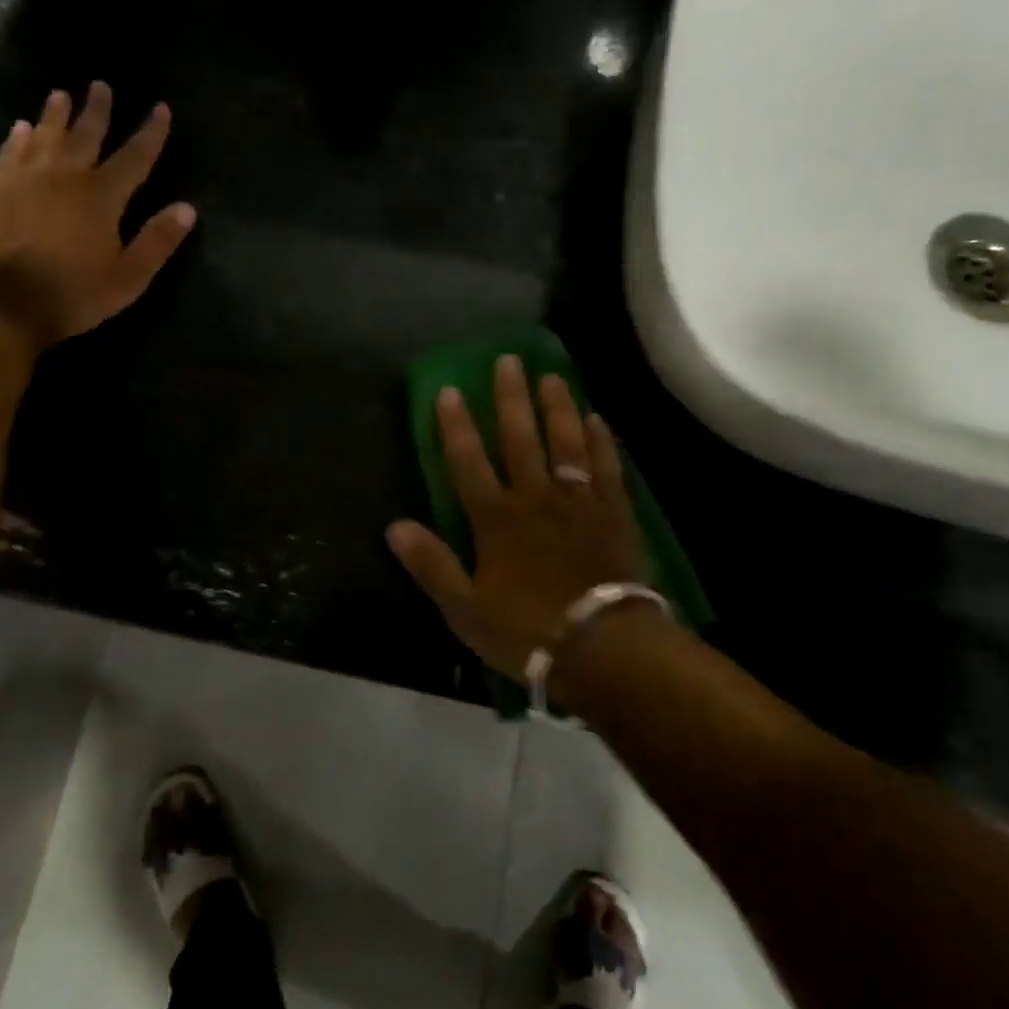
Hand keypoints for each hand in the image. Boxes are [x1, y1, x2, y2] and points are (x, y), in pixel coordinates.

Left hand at [0, 82, 195, 348]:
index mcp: (103, 196)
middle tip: (101, 85)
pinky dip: (18, 139)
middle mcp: (66, 176)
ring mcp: (28, 180)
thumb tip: (188, 208)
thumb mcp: (130, 276)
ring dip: (55, 115)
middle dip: (98, 110)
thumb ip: (158, 241)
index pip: (135, 157)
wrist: (6, 302)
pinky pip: (10, 154)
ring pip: (45, 137)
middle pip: (86, 135)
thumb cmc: (76, 293)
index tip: (161, 108)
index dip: (151, 133)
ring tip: (60, 94)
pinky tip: (20, 129)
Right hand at [386, 355, 645, 681]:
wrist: (603, 647)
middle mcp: (535, 498)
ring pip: (565, 444)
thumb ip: (431, 564)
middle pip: (520, 440)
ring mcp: (578, 502)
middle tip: (508, 360)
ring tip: (551, 375)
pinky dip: (600, 442)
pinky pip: (606, 468)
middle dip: (511, 399)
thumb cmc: (527, 630)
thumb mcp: (465, 608)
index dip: (456, 426)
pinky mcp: (613, 514)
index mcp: (495, 519)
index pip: (468, 462)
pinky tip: (596, 418)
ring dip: (556, 408)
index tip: (450, 390)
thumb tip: (394, 526)